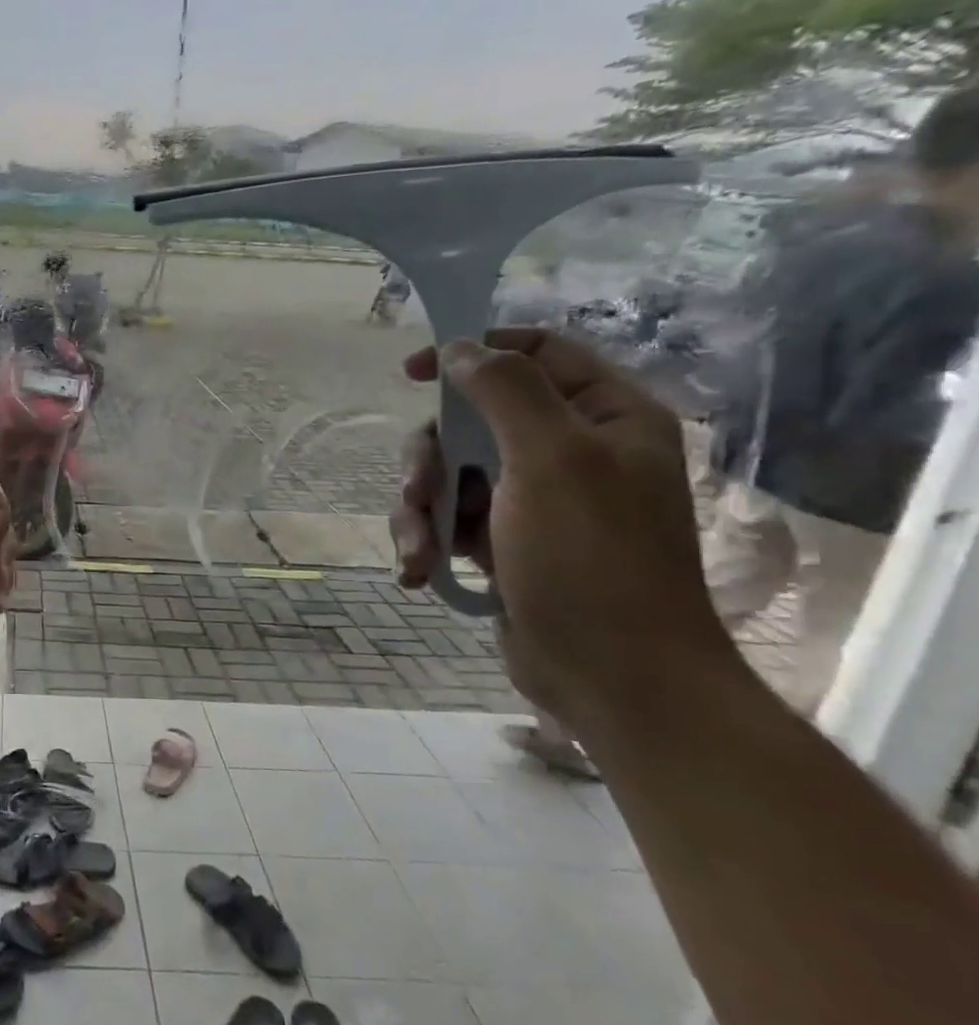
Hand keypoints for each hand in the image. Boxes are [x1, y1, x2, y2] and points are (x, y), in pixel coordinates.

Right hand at [390, 331, 730, 723]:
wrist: (611, 676)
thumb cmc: (591, 559)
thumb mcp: (551, 460)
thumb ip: (506, 391)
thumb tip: (459, 348)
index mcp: (602, 417)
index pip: (535, 353)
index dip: (472, 352)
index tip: (413, 373)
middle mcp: (569, 450)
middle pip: (471, 419)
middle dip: (432, 459)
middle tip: (417, 492)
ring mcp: (533, 499)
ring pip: (449, 473)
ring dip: (420, 511)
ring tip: (418, 553)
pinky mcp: (503, 542)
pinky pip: (447, 518)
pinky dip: (427, 541)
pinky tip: (420, 572)